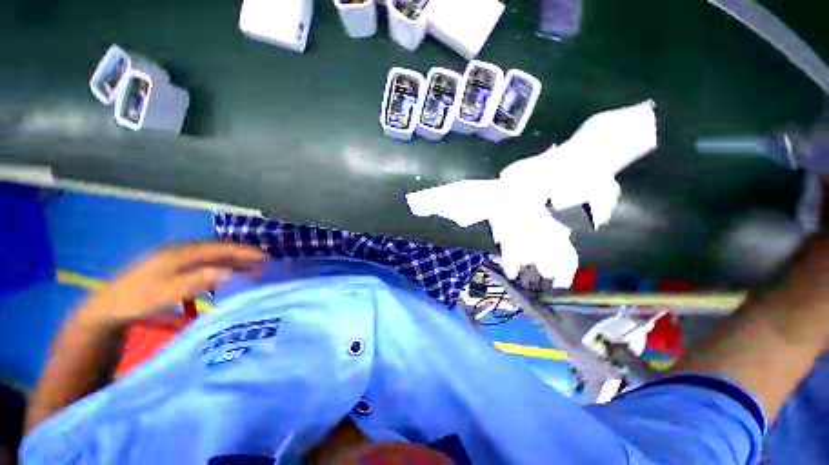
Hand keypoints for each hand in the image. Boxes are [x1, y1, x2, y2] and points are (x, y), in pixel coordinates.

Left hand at [76, 242, 267, 328]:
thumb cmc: (136, 300)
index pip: (220, 248)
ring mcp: (176, 259)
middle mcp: (181, 252)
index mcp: (180, 253)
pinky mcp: (173, 269)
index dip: (244, 252)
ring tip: (250, 270)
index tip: (265, 257)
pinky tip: (224, 279)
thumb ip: (196, 281)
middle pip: (218, 250)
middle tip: (263, 264)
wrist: (106, 309)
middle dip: (242, 255)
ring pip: (212, 257)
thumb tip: (229, 272)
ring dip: (232, 263)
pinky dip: (219, 269)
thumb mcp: (164, 292)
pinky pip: (203, 265)